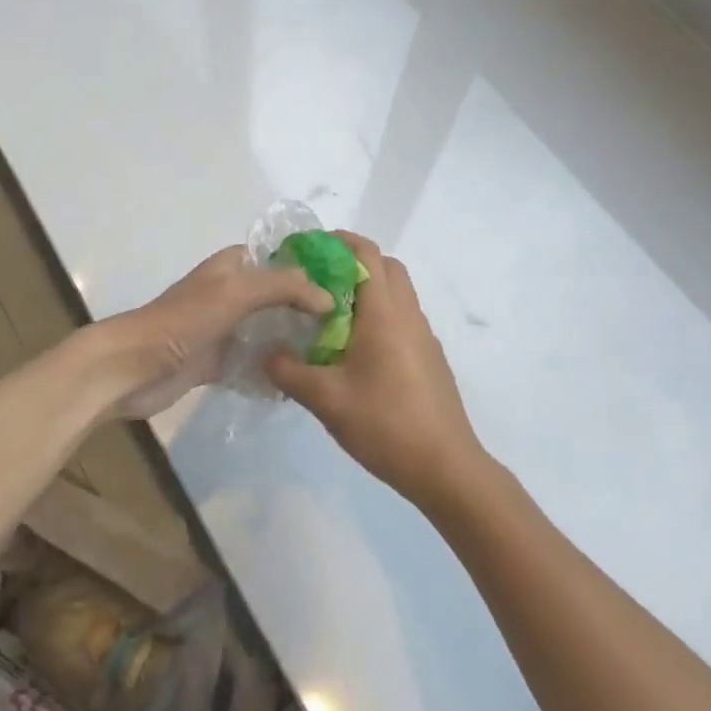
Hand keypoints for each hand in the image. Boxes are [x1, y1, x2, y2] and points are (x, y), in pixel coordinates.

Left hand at [87, 246, 333, 419]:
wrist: (133, 367)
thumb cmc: (184, 320)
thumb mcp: (236, 292)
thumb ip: (284, 287)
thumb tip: (327, 297)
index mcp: (231, 267)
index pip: (278, 256)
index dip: (308, 265)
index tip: (346, 282)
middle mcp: (230, 293)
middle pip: (277, 295)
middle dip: (308, 307)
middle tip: (349, 324)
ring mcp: (224, 329)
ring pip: (268, 329)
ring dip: (293, 339)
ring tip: (334, 353)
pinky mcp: (218, 362)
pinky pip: (254, 361)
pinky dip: (274, 368)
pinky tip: (303, 380)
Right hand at [266, 233, 487, 510]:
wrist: (446, 468)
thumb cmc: (385, 424)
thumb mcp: (326, 399)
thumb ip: (288, 371)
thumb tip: (264, 353)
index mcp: (385, 312)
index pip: (366, 253)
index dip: (337, 242)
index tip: (305, 250)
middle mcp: (408, 314)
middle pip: (385, 266)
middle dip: (352, 262)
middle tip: (316, 281)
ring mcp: (423, 337)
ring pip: (397, 293)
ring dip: (367, 290)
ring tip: (329, 316)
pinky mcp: (429, 359)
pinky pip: (402, 319)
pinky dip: (379, 316)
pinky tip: (354, 351)